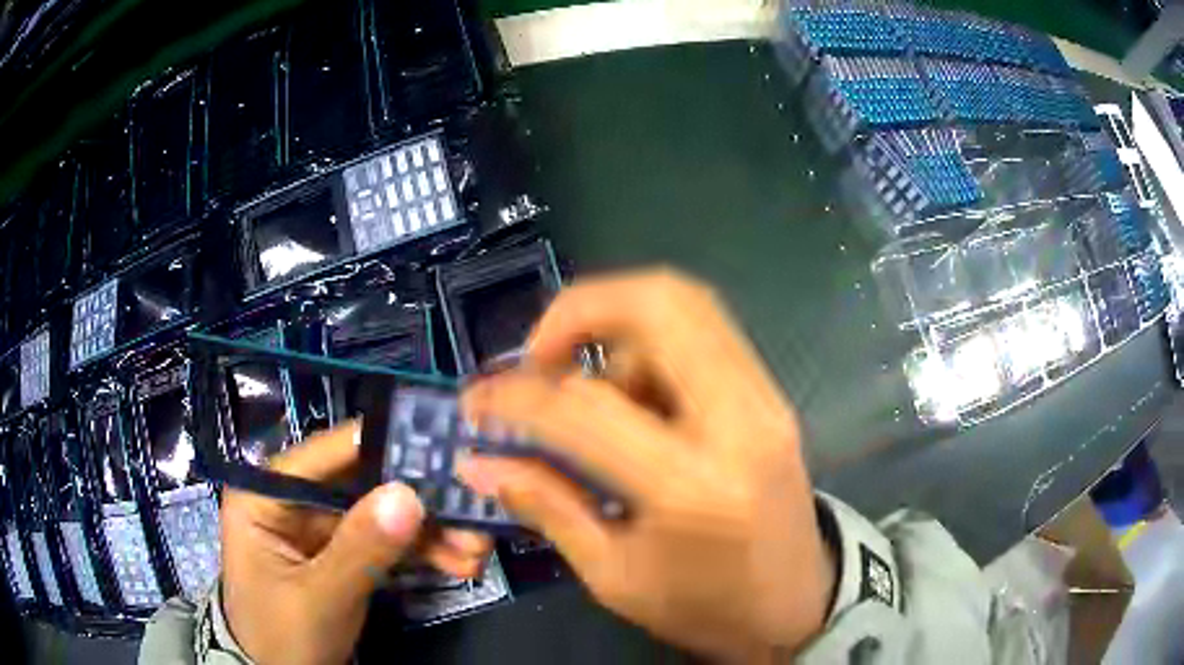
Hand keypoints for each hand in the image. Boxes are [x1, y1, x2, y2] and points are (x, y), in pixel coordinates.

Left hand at [220, 423, 492, 664]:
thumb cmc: (281, 637)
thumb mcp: (318, 597)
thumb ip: (360, 549)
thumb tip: (408, 495)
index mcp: (267, 494)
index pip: (328, 454)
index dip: (384, 447)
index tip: (444, 450)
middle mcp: (294, 501)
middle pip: (364, 486)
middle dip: (419, 504)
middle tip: (472, 514)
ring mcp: (320, 531)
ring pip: (382, 516)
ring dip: (430, 533)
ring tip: (475, 551)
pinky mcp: (342, 556)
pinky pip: (385, 544)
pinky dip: (421, 554)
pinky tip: (458, 563)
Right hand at [458, 270, 834, 661]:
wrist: (798, 605)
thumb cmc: (706, 607)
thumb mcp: (615, 576)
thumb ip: (547, 506)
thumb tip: (481, 461)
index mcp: (693, 485)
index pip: (585, 407)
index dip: (514, 397)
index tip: (478, 403)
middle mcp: (739, 419)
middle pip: (660, 303)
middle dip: (579, 309)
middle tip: (537, 357)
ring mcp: (765, 398)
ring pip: (685, 304)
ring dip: (618, 327)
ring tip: (589, 392)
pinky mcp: (771, 396)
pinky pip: (704, 333)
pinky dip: (652, 344)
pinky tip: (634, 398)